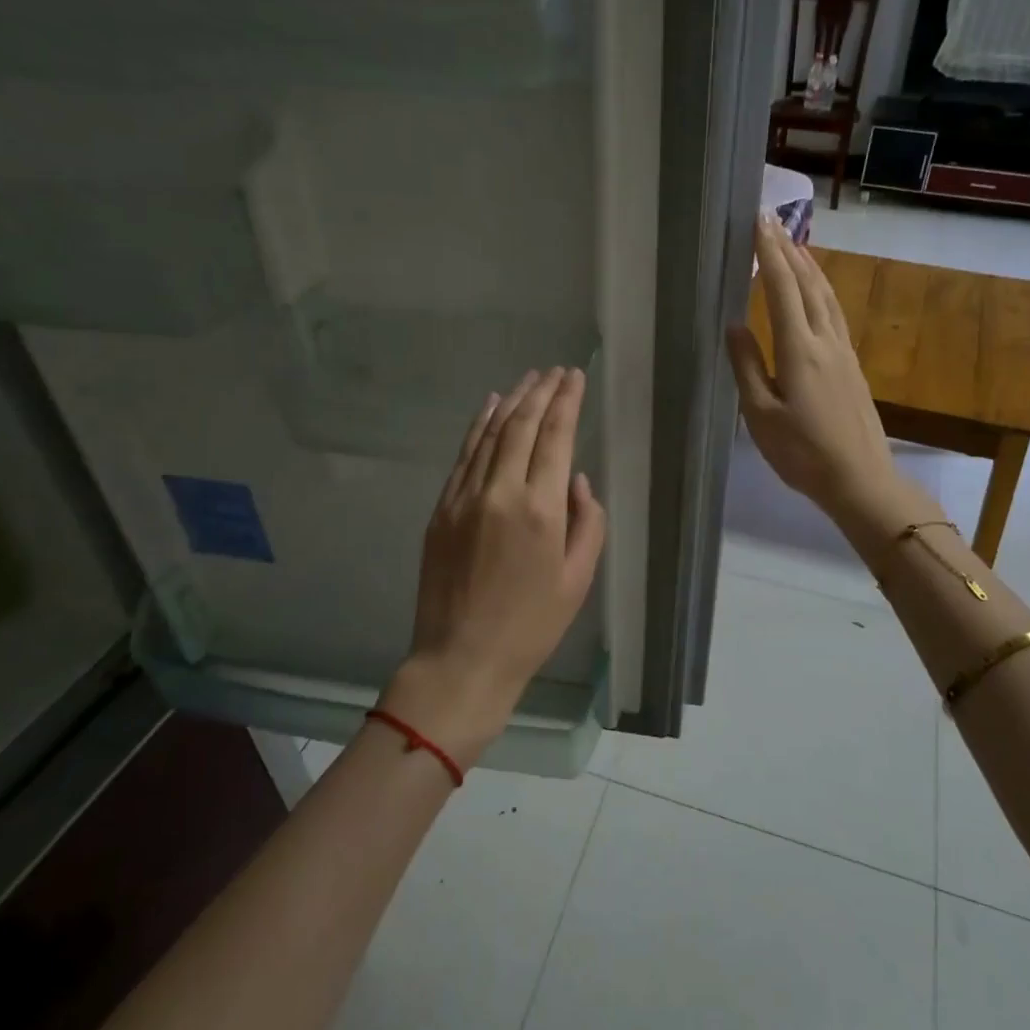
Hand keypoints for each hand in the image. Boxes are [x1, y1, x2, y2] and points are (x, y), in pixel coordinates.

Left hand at [381, 367, 606, 766]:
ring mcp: (464, 497)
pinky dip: (479, 426)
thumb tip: (577, 482)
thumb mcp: (578, 580)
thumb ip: (588, 523)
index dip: (567, 401)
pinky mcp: (441, 509)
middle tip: (556, 371)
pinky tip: (490, 407)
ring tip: (529, 379)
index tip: (575, 376)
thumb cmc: (531, 625)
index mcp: (540, 509)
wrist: (462, 658)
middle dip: (541, 392)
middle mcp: (500, 491)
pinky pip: (463, 455)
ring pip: (490, 433)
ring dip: (511, 401)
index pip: (556, 437)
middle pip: (522, 425)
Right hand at [726, 215, 901, 521]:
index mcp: (799, 350)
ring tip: (796, 245)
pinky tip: (819, 292)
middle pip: (808, 285)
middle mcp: (825, 341)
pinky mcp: (852, 366)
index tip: (758, 222)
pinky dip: (823, 291)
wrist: (860, 479)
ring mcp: (843, 352)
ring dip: (810, 267)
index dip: (770, 254)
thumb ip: (747, 366)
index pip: (783, 289)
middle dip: (789, 250)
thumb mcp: (761, 415)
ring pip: (827, 297)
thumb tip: (734, 325)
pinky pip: (835, 314)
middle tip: (772, 221)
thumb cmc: (803, 453)